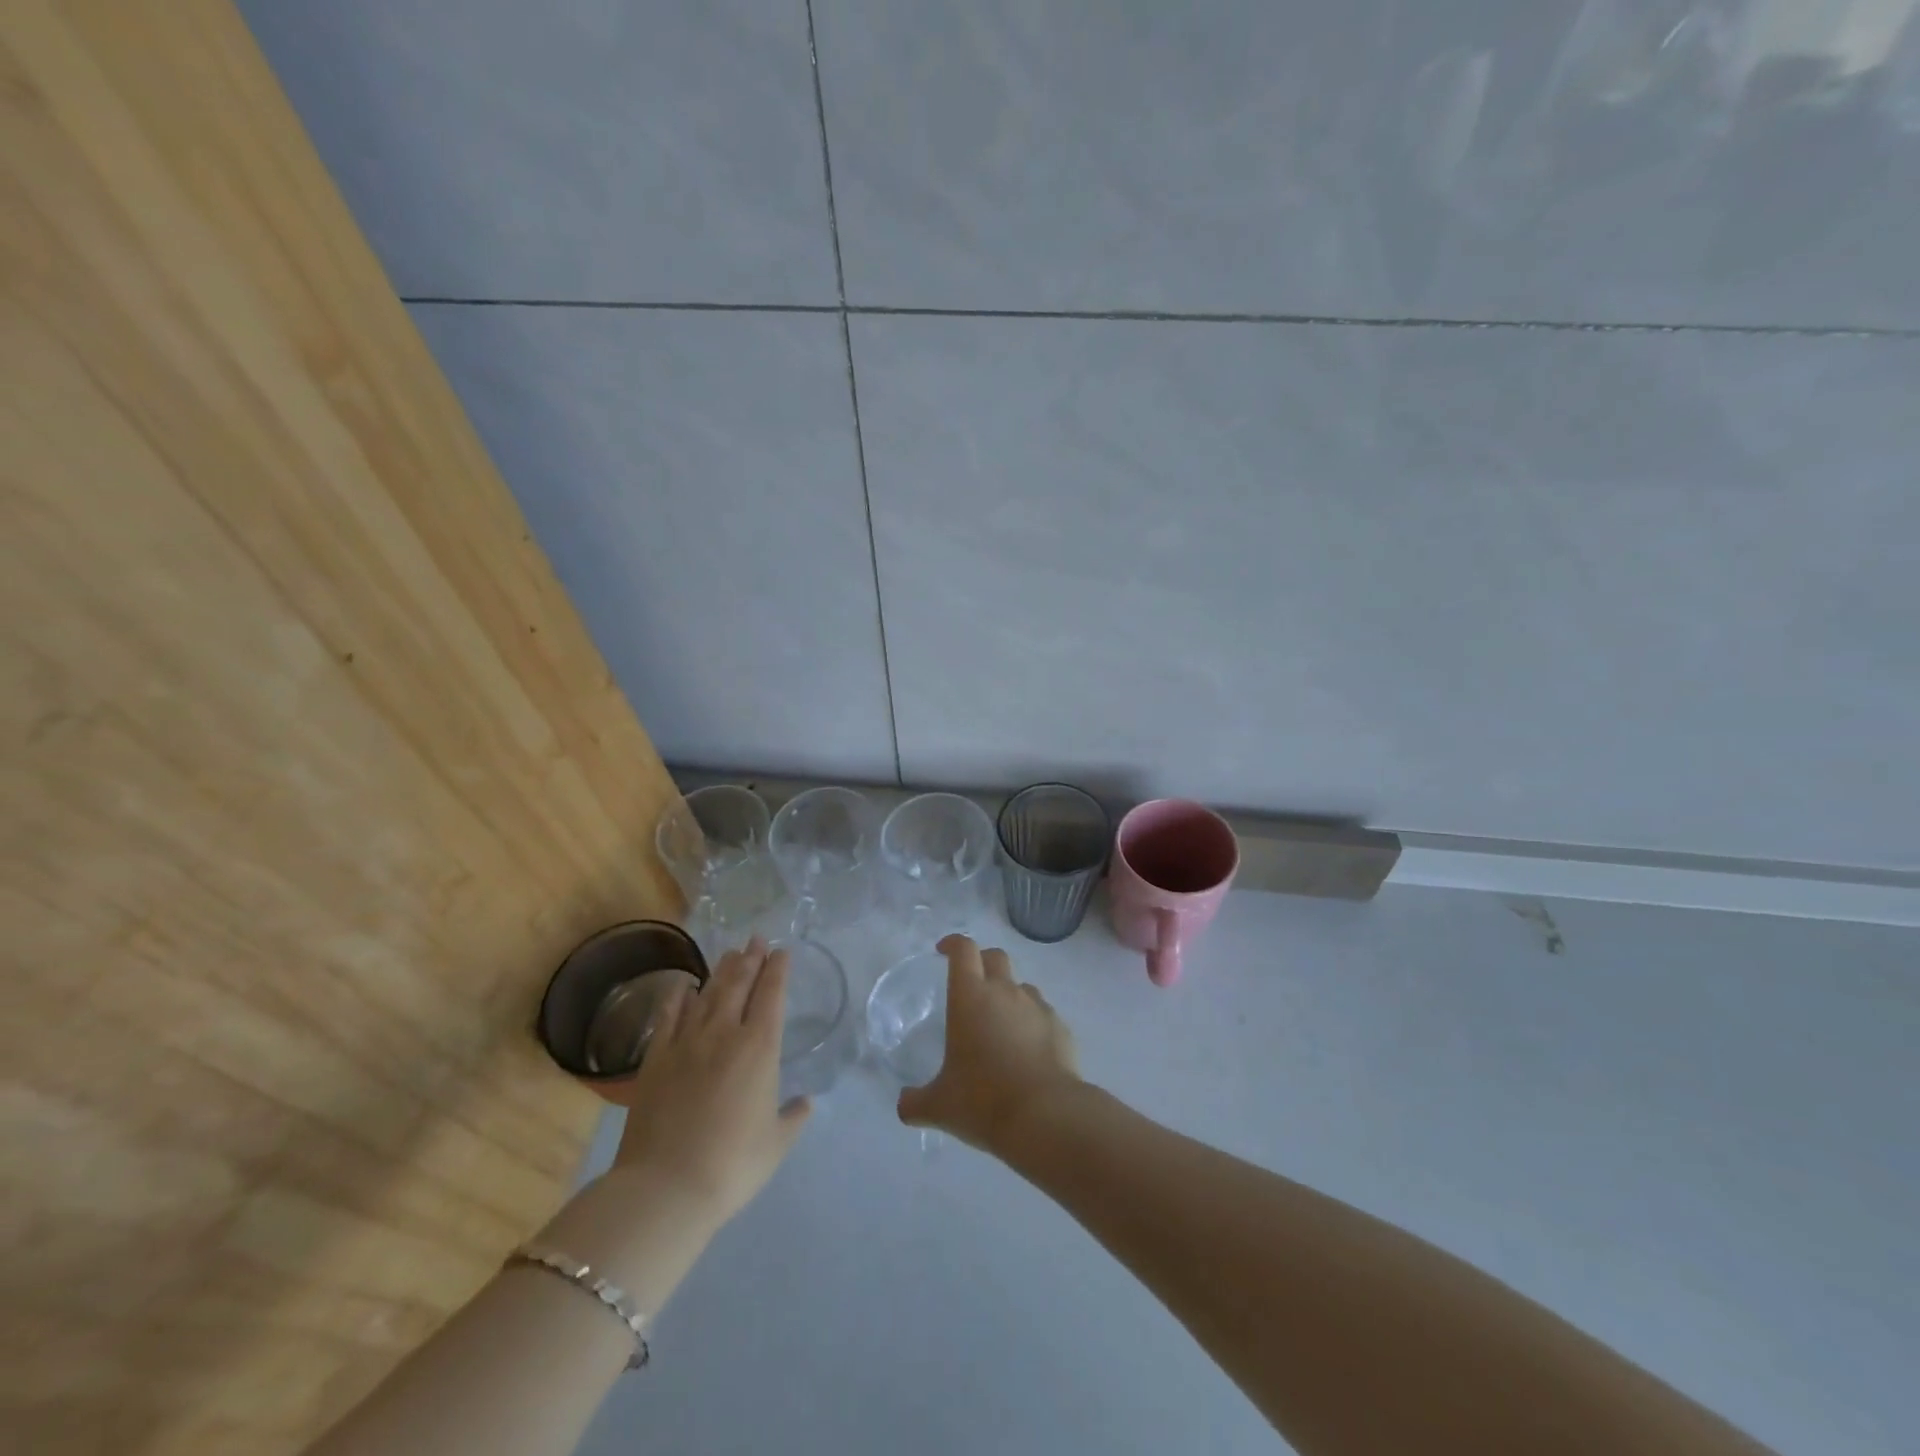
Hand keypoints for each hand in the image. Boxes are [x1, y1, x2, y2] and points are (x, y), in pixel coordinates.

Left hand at [611, 938, 810, 1226]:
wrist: (666, 1187)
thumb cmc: (732, 1165)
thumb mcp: (776, 1143)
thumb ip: (793, 1117)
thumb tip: (804, 1102)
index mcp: (760, 1048)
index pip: (772, 995)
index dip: (778, 969)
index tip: (782, 951)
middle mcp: (725, 1033)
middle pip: (740, 984)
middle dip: (751, 958)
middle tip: (757, 939)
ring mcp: (687, 1042)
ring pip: (708, 993)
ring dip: (722, 970)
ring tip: (731, 953)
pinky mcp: (656, 1058)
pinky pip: (669, 1015)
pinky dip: (679, 995)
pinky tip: (684, 984)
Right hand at [897, 935, 1081, 1153]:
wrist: (1046, 1116)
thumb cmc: (983, 1101)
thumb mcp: (939, 1106)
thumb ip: (916, 1101)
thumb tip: (904, 1105)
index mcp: (971, 997)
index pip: (963, 950)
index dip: (953, 944)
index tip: (943, 951)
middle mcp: (1005, 991)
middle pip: (996, 956)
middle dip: (982, 962)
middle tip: (971, 984)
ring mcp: (1037, 1006)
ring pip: (1022, 986)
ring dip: (1009, 995)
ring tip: (1001, 1025)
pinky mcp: (1061, 1027)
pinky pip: (1043, 1014)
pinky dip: (1032, 1023)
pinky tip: (1028, 1051)